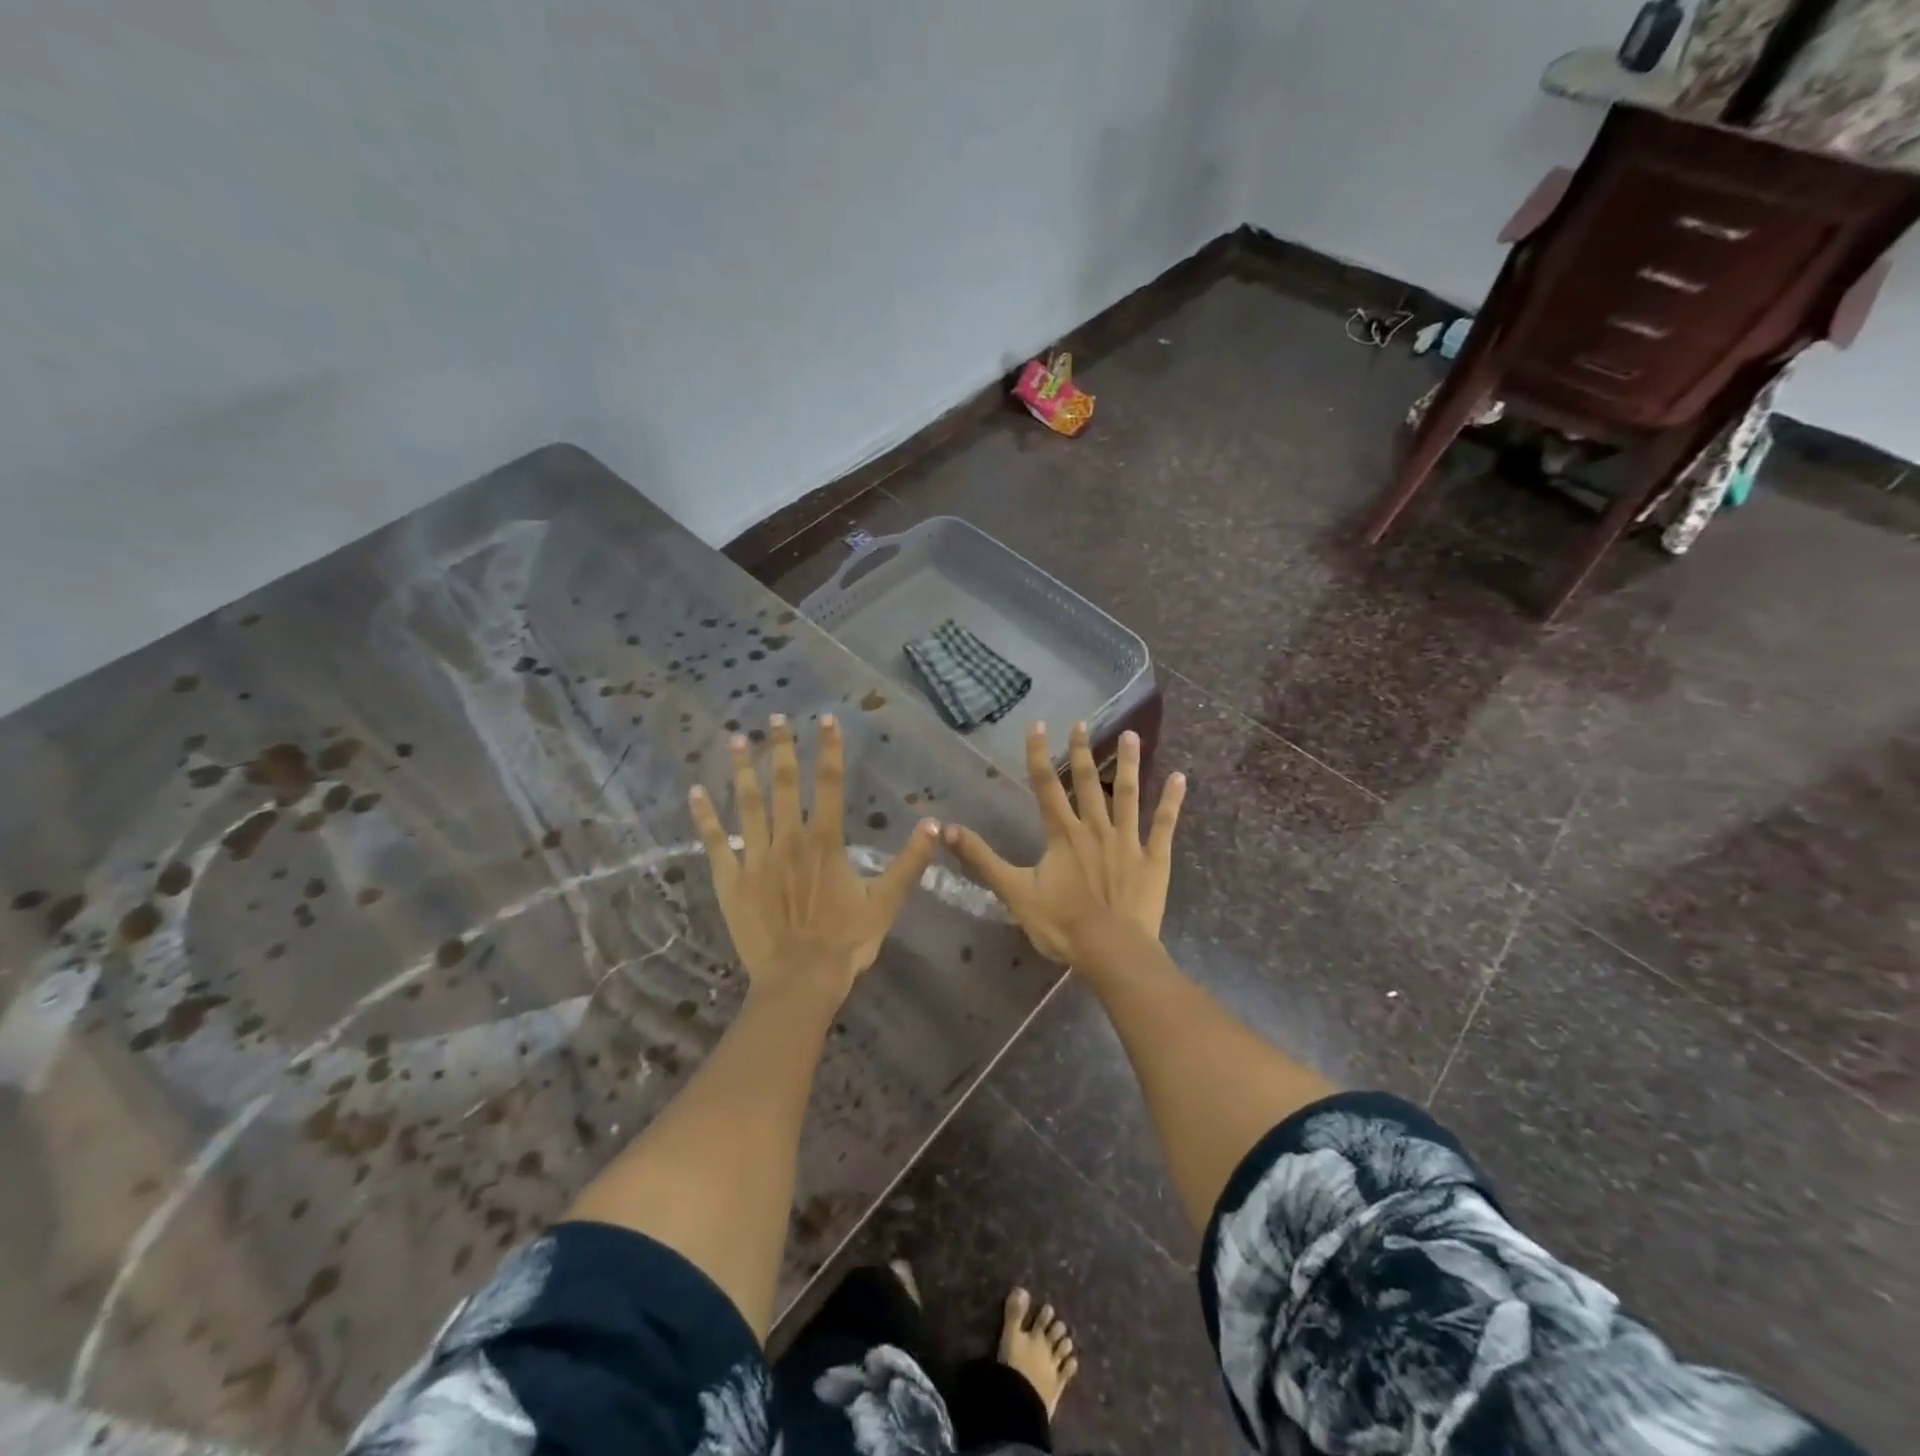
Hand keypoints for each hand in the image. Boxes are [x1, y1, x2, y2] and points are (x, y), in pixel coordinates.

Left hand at [689, 713, 938, 1001]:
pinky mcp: (731, 880)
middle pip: (783, 783)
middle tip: (774, 719)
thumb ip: (910, 861)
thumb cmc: (847, 940)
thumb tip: (934, 824)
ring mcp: (755, 858)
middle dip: (779, 747)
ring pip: (747, 804)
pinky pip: (714, 842)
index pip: (829, 782)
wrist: (800, 980)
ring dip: (741, 770)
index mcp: (825, 840)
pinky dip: (704, 816)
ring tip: (734, 739)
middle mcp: (789, 839)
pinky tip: (695, 792)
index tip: (825, 718)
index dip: (828, 748)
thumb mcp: (887, 900)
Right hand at [945, 721, 1185, 961]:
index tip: (1038, 725)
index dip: (1038, 754)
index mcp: (1062, 834)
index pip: (1045, 786)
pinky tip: (1180, 778)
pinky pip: (1164, 824)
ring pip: (1127, 794)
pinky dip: (1172, 801)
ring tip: (1132, 735)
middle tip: (1082, 722)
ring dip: (1129, 764)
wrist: (1110, 950)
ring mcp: (1127, 841)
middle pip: (1087, 782)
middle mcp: (1095, 828)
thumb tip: (945, 830)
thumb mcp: (1014, 892)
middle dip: (1082, 751)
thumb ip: (982, 859)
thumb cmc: (1061, 923)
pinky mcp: (1153, 858)